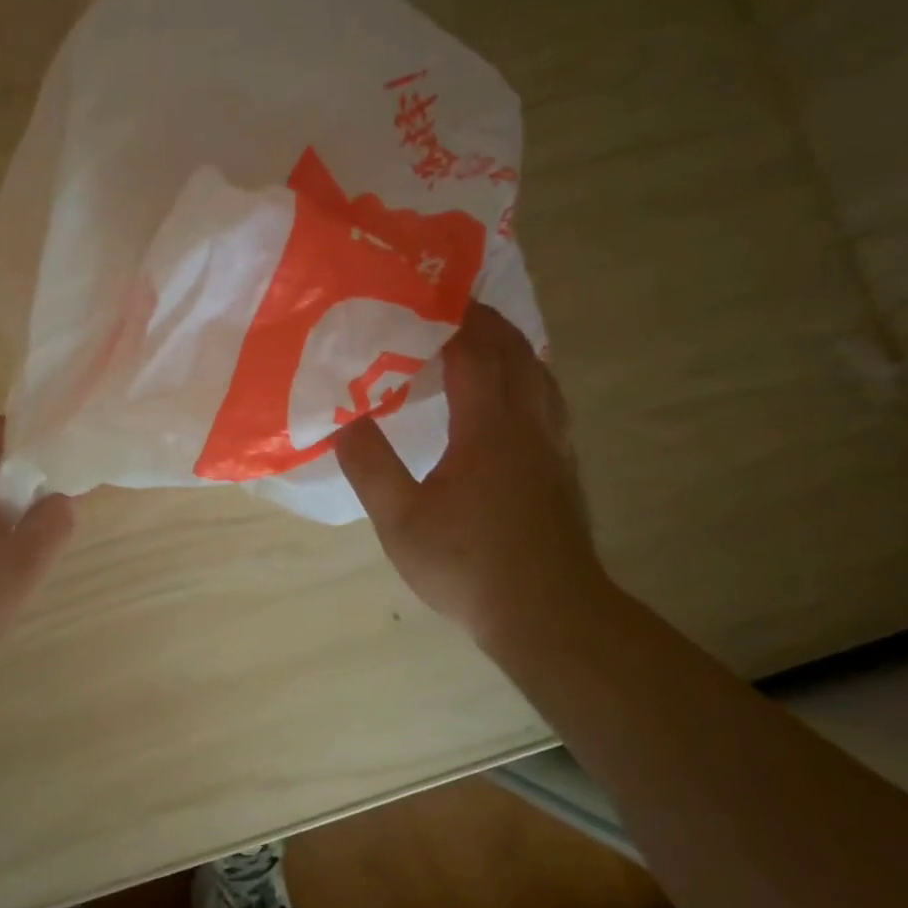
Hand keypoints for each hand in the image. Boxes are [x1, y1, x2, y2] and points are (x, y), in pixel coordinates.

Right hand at [335, 304, 610, 657]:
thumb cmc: (468, 566)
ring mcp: (553, 447)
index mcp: (489, 429)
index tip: (426, 293)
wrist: (548, 614)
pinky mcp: (563, 469)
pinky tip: (512, 394)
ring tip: (482, 337)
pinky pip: (548, 400)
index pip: (474, 353)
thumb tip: (345, 419)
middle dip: (486, 321)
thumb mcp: (400, 521)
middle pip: (515, 353)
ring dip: (512, 346)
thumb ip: (371, 466)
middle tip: (451, 304)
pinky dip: (528, 376)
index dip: (452, 319)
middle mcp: (529, 425)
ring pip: (540, 375)